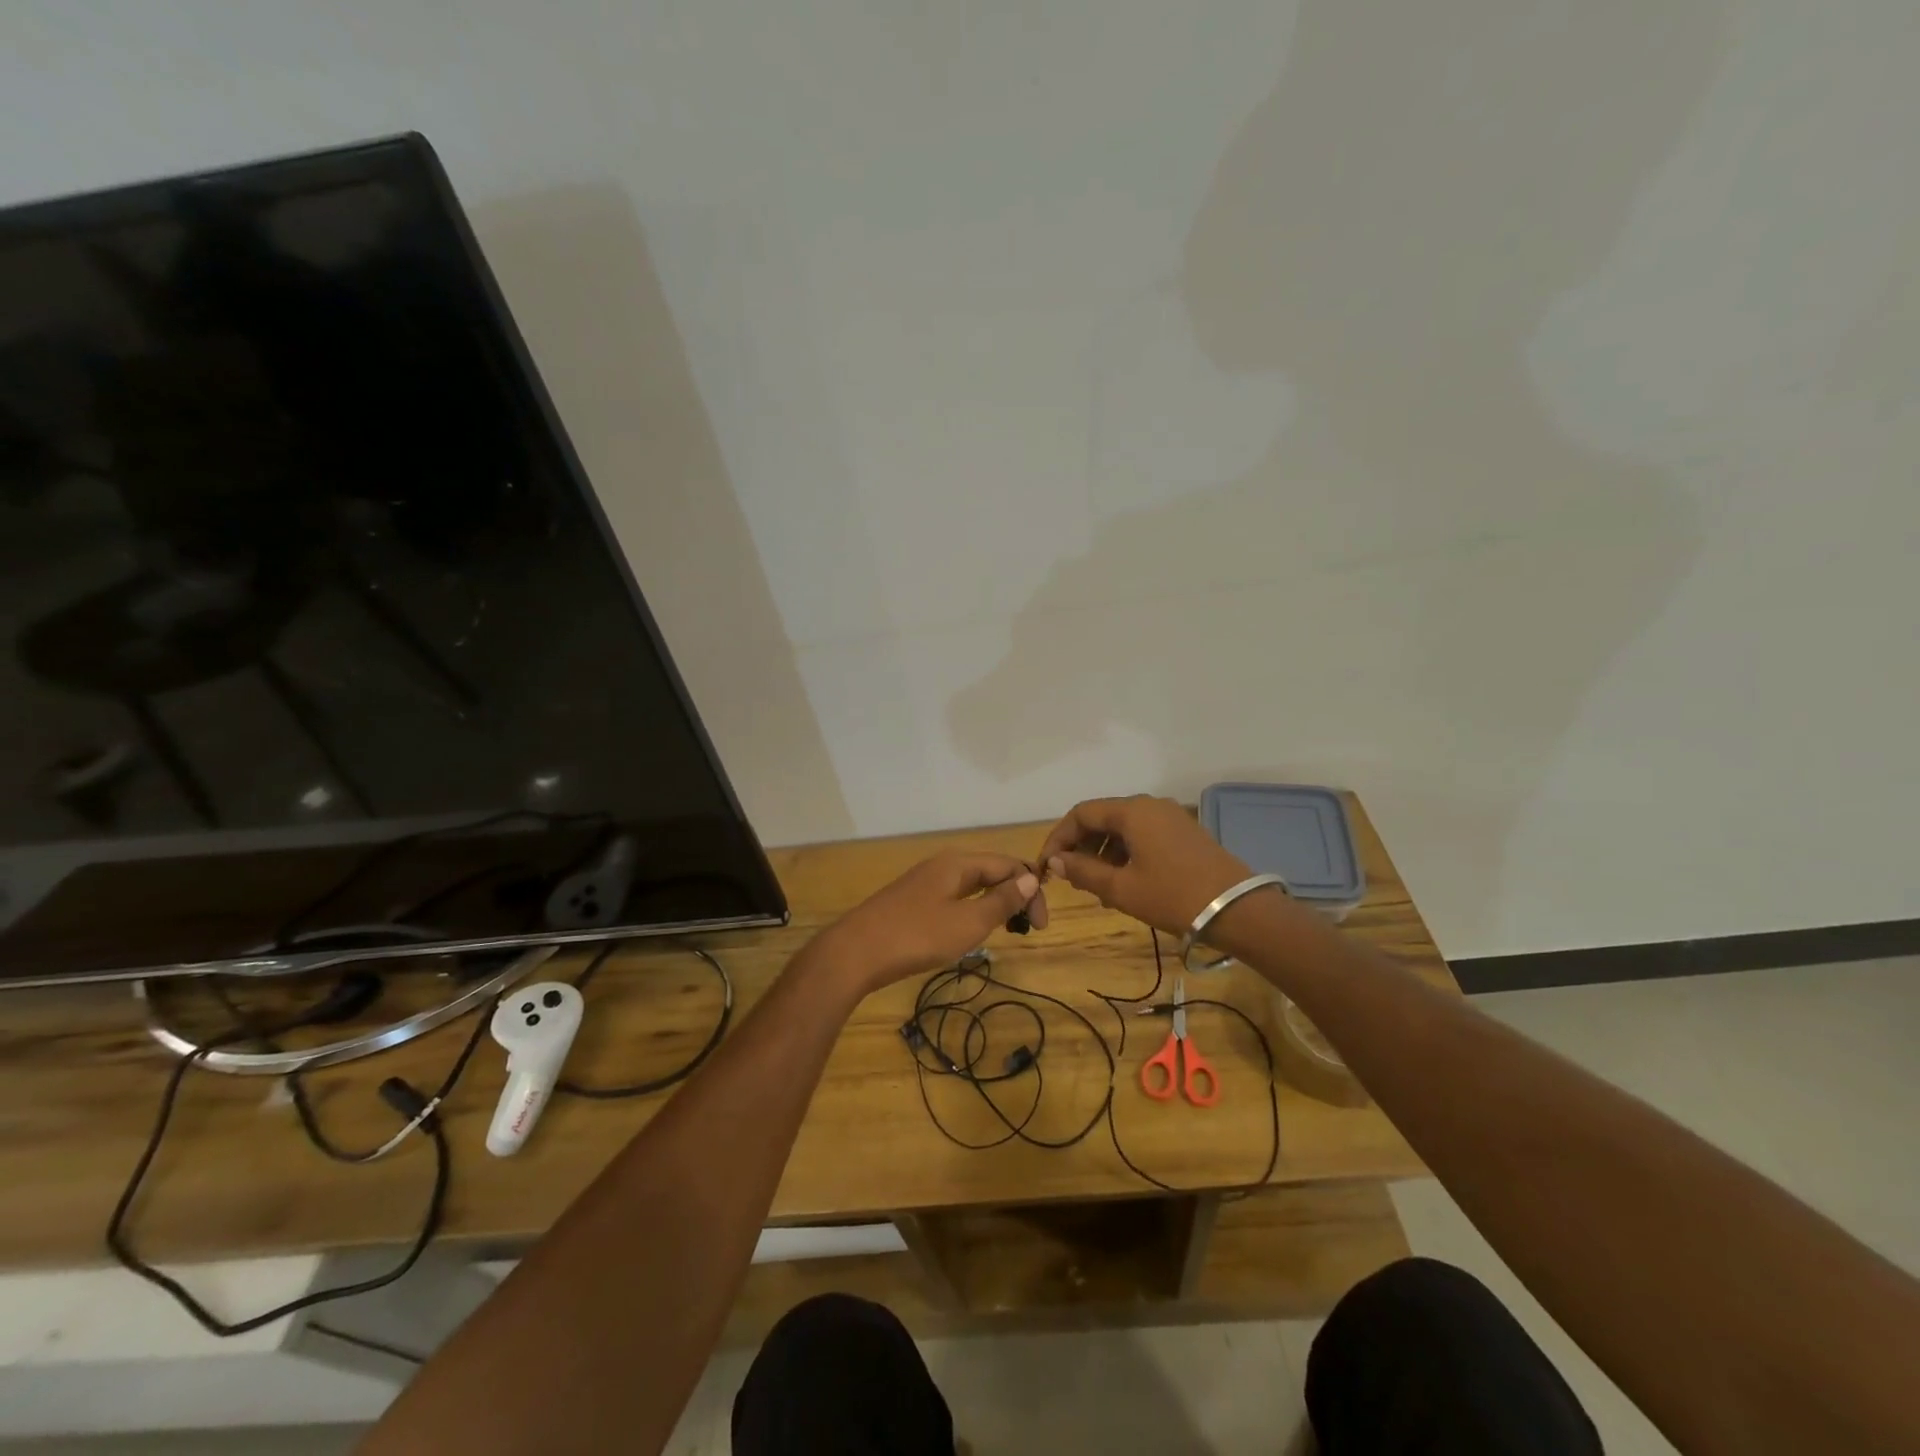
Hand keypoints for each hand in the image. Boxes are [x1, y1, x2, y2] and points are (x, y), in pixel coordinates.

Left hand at [805, 852, 1042, 995]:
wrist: (856, 952)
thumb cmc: (917, 936)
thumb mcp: (968, 922)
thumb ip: (1002, 900)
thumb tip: (1030, 878)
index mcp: (959, 863)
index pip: (1009, 865)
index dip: (1031, 890)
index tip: (1041, 926)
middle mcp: (943, 865)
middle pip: (990, 872)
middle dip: (1015, 895)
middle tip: (1028, 929)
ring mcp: (924, 883)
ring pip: (972, 886)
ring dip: (995, 904)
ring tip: (1007, 930)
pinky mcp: (912, 902)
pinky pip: (954, 898)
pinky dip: (972, 911)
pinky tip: (971, 931)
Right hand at [1039, 795, 1251, 936]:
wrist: (1237, 910)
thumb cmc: (1172, 896)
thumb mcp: (1121, 888)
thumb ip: (1083, 871)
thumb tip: (1057, 861)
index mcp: (1131, 811)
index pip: (1081, 813)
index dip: (1059, 837)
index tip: (1048, 865)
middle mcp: (1149, 805)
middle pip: (1102, 817)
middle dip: (1081, 846)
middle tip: (1071, 878)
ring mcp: (1170, 817)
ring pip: (1123, 828)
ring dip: (1103, 852)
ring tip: (1097, 886)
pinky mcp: (1184, 833)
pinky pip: (1143, 835)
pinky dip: (1125, 853)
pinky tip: (1124, 882)